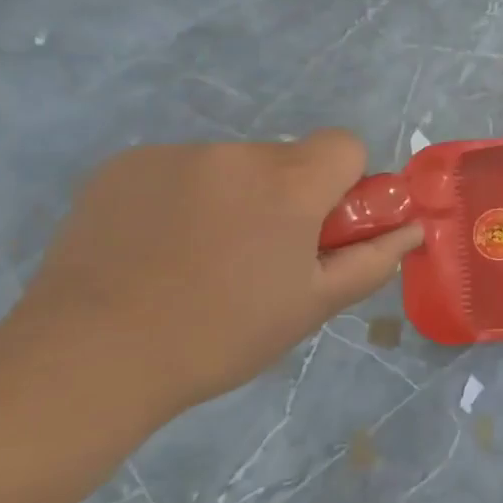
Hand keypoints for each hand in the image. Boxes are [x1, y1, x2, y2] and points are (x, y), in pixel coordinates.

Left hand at [13, 131, 421, 416]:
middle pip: (286, 158)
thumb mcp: (312, 306)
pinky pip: (177, 170)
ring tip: (195, 260)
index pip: (345, 144)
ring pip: (230, 166)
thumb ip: (373, 260)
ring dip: (231, 198)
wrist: (89, 358)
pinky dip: (180, 198)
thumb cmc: (220, 335)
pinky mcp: (125, 164)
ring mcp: (176, 154)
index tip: (320, 228)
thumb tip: (413, 229)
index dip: (343, 183)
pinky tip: (153, 249)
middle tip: (257, 257)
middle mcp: (237, 153)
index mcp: (290, 183)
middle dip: (285, 196)